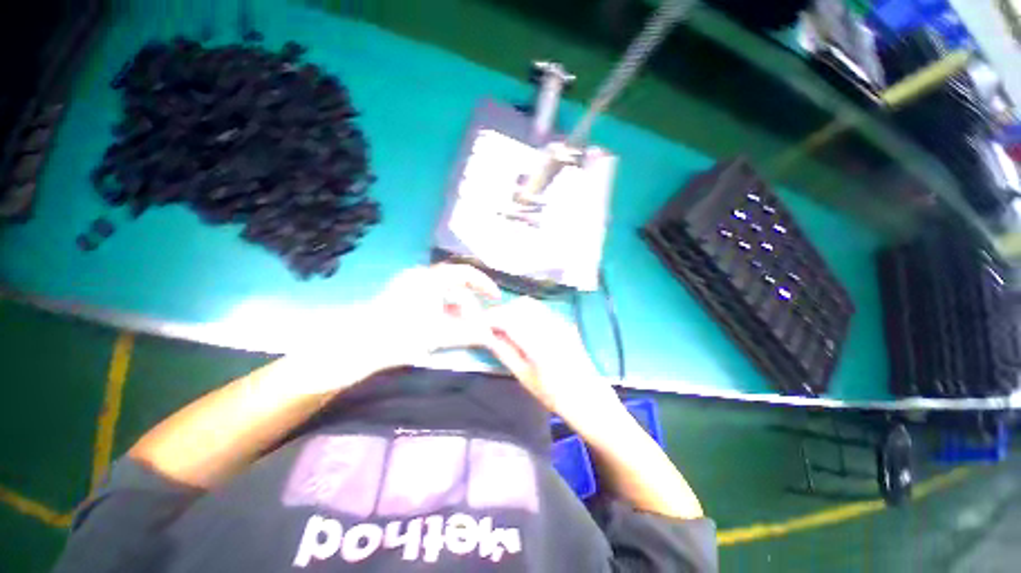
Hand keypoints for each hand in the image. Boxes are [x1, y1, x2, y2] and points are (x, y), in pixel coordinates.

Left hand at [285, 264, 501, 394]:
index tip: (495, 298)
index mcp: (431, 279)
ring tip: (460, 330)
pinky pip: (432, 299)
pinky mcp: (402, 296)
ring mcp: (410, 285)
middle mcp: (421, 277)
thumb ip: (468, 333)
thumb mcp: (439, 334)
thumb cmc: (401, 335)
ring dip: (456, 310)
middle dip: (469, 305)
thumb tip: (490, 334)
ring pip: (444, 294)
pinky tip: (444, 327)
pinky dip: (443, 311)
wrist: (359, 345)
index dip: (484, 284)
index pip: (466, 273)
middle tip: (476, 324)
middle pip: (456, 286)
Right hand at [484, 296, 620, 426]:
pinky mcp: (565, 323)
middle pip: (520, 306)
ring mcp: (561, 323)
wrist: (590, 399)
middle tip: (489, 326)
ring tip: (503, 325)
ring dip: (514, 309)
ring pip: (531, 305)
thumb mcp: (525, 377)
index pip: (509, 319)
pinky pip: (541, 309)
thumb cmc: (556, 396)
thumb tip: (486, 336)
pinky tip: (520, 325)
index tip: (478, 324)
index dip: (491, 318)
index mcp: (540, 344)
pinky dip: (526, 312)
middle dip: (501, 311)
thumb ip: (505, 352)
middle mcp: (552, 327)